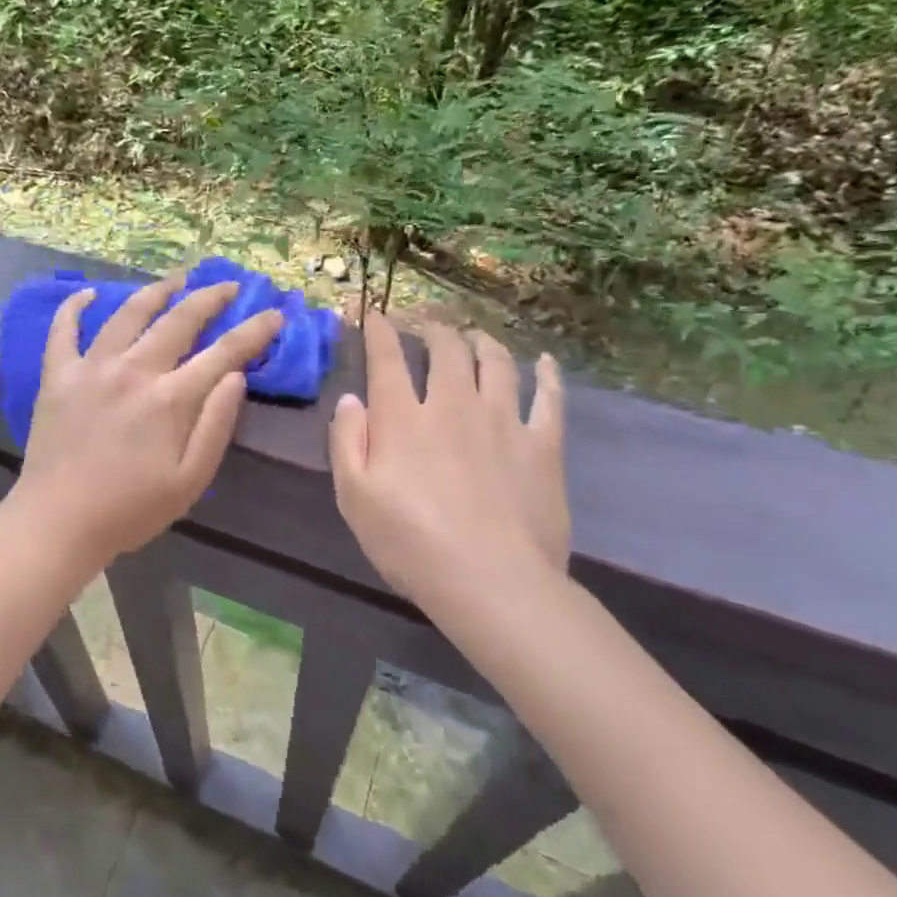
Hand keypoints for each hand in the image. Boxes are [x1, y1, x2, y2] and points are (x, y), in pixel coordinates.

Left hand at [7, 273, 283, 575]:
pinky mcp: (57, 375)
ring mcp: (91, 368)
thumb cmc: (129, 510)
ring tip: (176, 278)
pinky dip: (73, 307)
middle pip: (178, 320)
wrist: (57, 522)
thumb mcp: (189, 481)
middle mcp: (132, 370)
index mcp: (169, 399)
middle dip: (210, 298)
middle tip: (229, 286)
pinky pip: (63, 330)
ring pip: (127, 314)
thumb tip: (235, 376)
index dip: (254, 331)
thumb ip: (216, 425)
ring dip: (155, 291)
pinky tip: (86, 293)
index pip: (223, 353)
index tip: (275, 313)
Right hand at [328, 314, 569, 612]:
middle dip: (434, 329)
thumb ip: (346, 441)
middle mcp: (453, 405)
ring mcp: (503, 421)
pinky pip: (549, 398)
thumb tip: (350, 399)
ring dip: (483, 341)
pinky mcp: (542, 445)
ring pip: (496, 363)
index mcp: (403, 418)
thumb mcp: (354, 497)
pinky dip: (547, 375)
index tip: (375, 315)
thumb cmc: (410, 543)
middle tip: (428, 324)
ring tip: (476, 335)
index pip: (386, 359)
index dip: (379, 331)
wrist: (491, 582)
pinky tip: (546, 363)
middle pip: (446, 350)